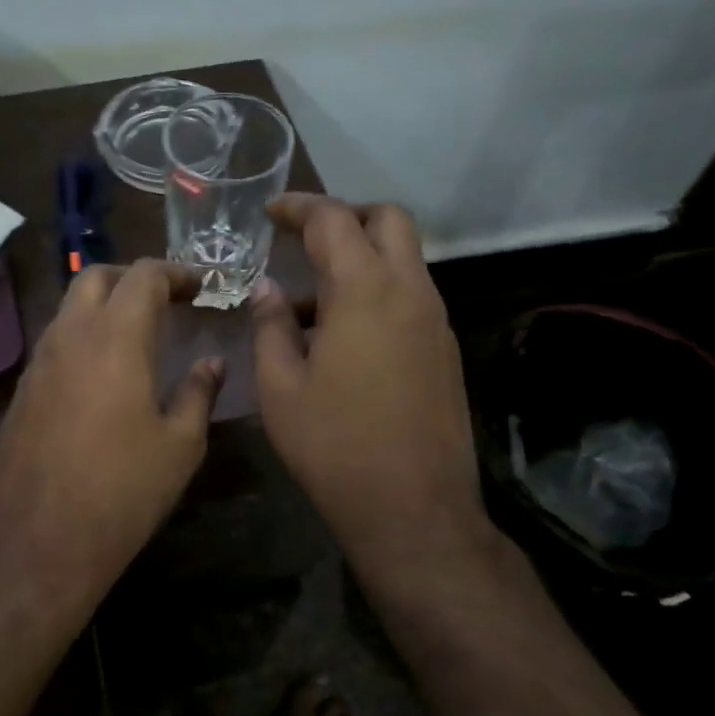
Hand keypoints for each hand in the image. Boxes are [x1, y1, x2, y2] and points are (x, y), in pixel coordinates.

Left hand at [0, 260, 222, 611]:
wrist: (41, 544)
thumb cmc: (123, 493)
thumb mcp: (180, 446)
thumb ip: (198, 393)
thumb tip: (211, 363)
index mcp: (115, 340)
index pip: (143, 277)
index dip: (176, 272)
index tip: (201, 286)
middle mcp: (70, 338)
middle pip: (96, 277)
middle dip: (134, 277)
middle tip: (168, 299)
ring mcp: (38, 363)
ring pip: (70, 308)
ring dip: (105, 305)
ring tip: (139, 332)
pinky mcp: (22, 391)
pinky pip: (56, 342)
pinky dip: (84, 336)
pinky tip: (105, 372)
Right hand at [251, 194, 488, 578]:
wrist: (413, 508)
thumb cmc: (334, 446)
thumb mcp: (280, 387)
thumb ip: (270, 326)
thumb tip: (269, 289)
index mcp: (364, 291)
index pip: (333, 220)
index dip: (298, 207)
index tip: (270, 212)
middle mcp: (410, 292)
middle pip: (388, 220)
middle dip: (346, 216)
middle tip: (305, 238)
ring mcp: (435, 321)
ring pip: (405, 258)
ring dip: (362, 258)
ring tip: (312, 299)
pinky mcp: (446, 349)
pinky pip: (411, 295)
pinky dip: (378, 291)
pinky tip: (343, 336)